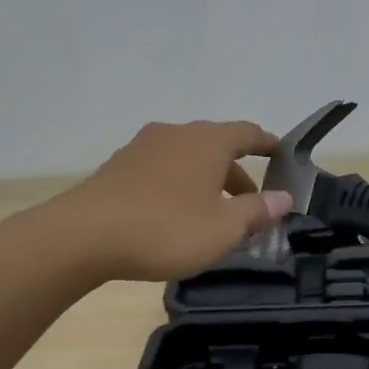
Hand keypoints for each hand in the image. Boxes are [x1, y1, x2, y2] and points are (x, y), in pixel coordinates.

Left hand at [65, 120, 291, 281]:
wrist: (84, 235)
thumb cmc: (166, 229)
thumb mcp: (223, 229)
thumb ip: (257, 211)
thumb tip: (284, 198)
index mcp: (207, 141)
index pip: (247, 133)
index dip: (267, 144)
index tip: (281, 154)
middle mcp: (176, 134)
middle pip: (216, 147)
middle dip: (237, 174)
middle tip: (251, 205)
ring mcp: (143, 148)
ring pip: (188, 160)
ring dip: (207, 182)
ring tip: (213, 215)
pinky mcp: (119, 167)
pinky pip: (162, 170)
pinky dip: (179, 186)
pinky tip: (175, 215)